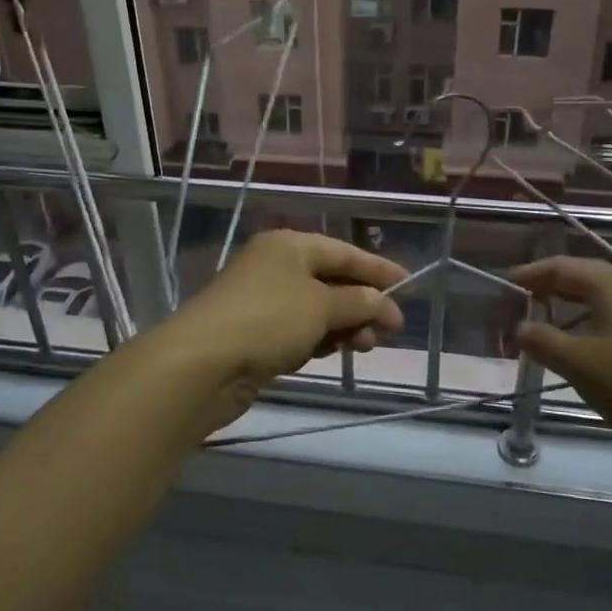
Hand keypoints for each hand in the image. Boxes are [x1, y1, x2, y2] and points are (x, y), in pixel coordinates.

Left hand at [167, 231, 407, 414]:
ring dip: (344, 324)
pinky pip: (299, 330)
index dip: (377, 268)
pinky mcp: (255, 334)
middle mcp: (275, 266)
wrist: (203, 364)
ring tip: (365, 346)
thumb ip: (357, 301)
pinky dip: (320, 338)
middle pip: (331, 280)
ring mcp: (263, 300)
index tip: (408, 285)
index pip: (343, 251)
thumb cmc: (268, 320)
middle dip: (362, 303)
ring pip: (317, 309)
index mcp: (289, 246)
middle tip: (389, 329)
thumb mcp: (320, 306)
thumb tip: (383, 302)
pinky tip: (334, 352)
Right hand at [513, 257, 611, 479]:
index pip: (563, 266)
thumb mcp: (578, 364)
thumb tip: (519, 327)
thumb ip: (542, 340)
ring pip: (604, 301)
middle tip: (523, 302)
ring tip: (547, 327)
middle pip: (585, 279)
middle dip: (552, 289)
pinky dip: (593, 325)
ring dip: (572, 310)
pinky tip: (584, 350)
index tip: (508, 282)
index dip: (533, 273)